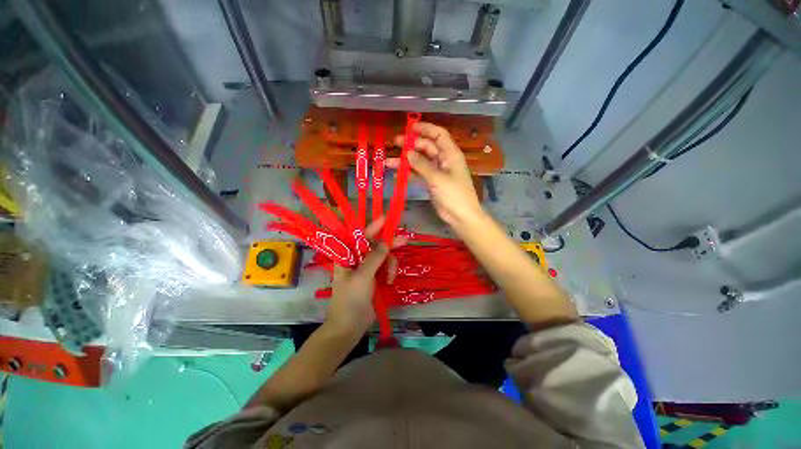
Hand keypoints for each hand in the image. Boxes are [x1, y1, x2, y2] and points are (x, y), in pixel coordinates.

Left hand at [324, 217, 401, 335]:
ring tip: (389, 278)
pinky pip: (385, 268)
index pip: (360, 237)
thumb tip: (385, 242)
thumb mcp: (362, 277)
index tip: (385, 218)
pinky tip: (388, 281)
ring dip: (390, 264)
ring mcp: (366, 269)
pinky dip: (389, 272)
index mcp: (347, 256)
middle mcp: (356, 259)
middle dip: (388, 245)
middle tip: (404, 240)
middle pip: (375, 245)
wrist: (349, 327)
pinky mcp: (373, 278)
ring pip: (383, 257)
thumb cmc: (350, 300)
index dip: (372, 227)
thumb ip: (374, 258)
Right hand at [387, 122, 483, 226]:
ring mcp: (437, 172)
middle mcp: (443, 160)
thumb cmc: (453, 194)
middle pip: (427, 147)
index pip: (439, 135)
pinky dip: (409, 173)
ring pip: (420, 161)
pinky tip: (396, 174)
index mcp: (450, 154)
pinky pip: (418, 174)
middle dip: (411, 145)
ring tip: (390, 161)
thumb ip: (422, 165)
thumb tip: (408, 153)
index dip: (426, 128)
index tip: (410, 127)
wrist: (460, 216)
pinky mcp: (432, 183)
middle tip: (395, 143)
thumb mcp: (437, 178)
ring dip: (406, 161)